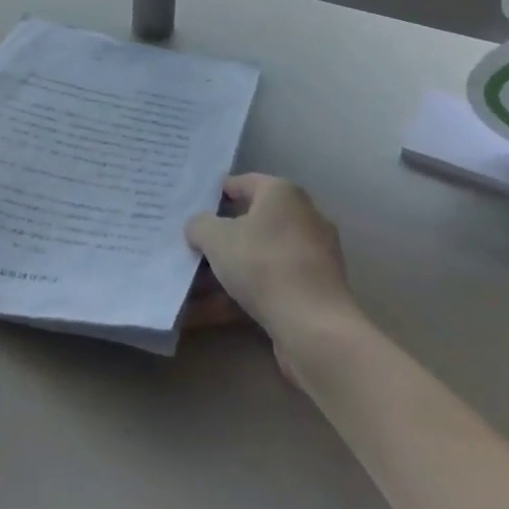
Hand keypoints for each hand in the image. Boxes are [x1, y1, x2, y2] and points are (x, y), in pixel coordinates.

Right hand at [184, 174, 357, 361]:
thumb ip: (200, 225)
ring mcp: (313, 255)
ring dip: (228, 271)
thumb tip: (200, 226)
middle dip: (221, 238)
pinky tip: (213, 312)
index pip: (243, 183)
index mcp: (282, 193)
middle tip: (193, 248)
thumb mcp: (216, 238)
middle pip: (252, 222)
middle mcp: (303, 217)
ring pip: (259, 257)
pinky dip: (244, 293)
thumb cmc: (263, 264)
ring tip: (195, 288)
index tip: (193, 208)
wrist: (314, 325)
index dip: (216, 194)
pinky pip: (271, 284)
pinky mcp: (315, 290)